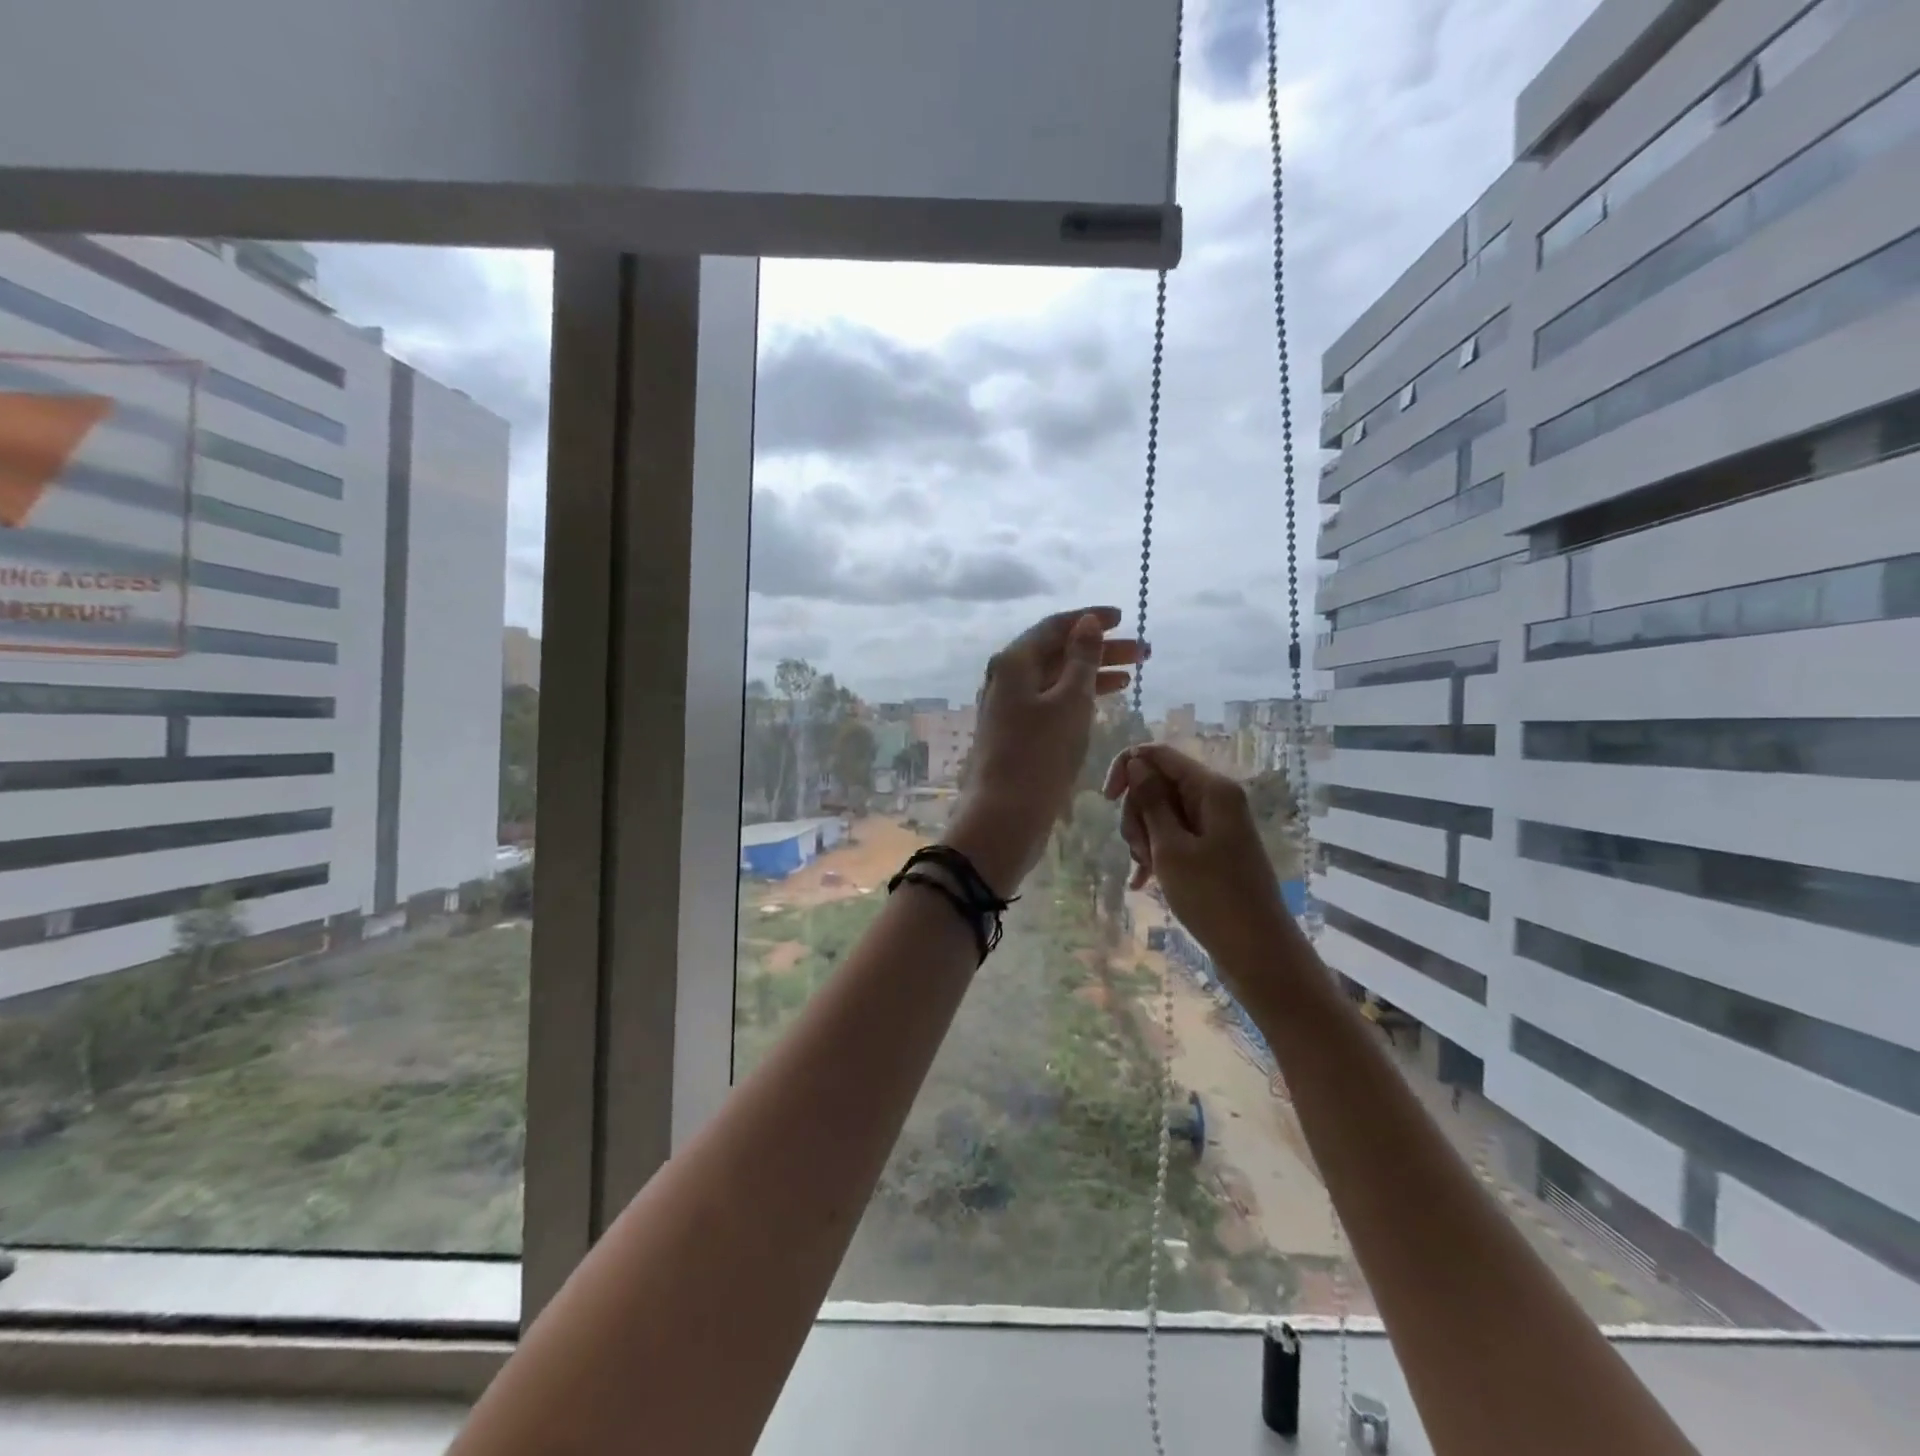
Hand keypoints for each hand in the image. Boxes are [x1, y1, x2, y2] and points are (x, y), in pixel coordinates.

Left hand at [943, 606, 1143, 894]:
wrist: (1004, 816)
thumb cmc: (1040, 755)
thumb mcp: (1069, 702)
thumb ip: (1082, 659)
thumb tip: (1088, 622)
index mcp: (1014, 662)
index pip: (1055, 627)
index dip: (1090, 620)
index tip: (1124, 618)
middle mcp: (1007, 678)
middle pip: (1057, 652)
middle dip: (1100, 649)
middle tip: (1144, 653)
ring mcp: (1009, 707)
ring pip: (1056, 679)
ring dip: (1093, 674)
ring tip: (1133, 675)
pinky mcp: (1016, 733)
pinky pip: (1051, 703)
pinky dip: (1078, 698)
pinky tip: (1104, 700)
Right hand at [1102, 744, 1287, 965]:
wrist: (1257, 951)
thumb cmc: (1212, 896)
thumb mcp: (1171, 848)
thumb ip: (1151, 801)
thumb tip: (1136, 763)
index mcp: (1211, 788)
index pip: (1158, 754)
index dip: (1127, 768)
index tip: (1107, 800)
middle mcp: (1215, 798)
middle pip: (1157, 784)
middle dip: (1138, 814)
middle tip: (1141, 851)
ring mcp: (1214, 824)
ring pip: (1160, 813)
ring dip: (1144, 838)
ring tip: (1148, 871)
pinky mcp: (1212, 848)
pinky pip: (1173, 836)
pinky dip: (1156, 852)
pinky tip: (1143, 882)